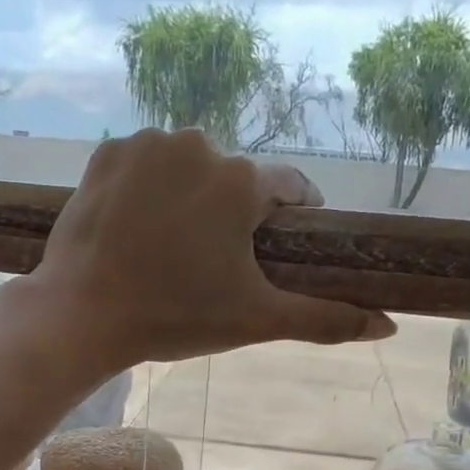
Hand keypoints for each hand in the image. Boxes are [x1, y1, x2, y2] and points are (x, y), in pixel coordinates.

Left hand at [28, 128, 394, 365]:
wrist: (82, 315)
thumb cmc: (175, 317)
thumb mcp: (256, 320)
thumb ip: (325, 319)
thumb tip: (387, 327)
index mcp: (242, 180)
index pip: (290, 189)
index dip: (290, 220)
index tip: (276, 249)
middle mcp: (199, 143)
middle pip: (237, 179)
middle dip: (234, 215)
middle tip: (212, 264)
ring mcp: (147, 143)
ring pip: (190, 168)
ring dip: (191, 198)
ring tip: (171, 247)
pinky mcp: (107, 152)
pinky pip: (146, 164)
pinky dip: (149, 188)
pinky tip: (138, 227)